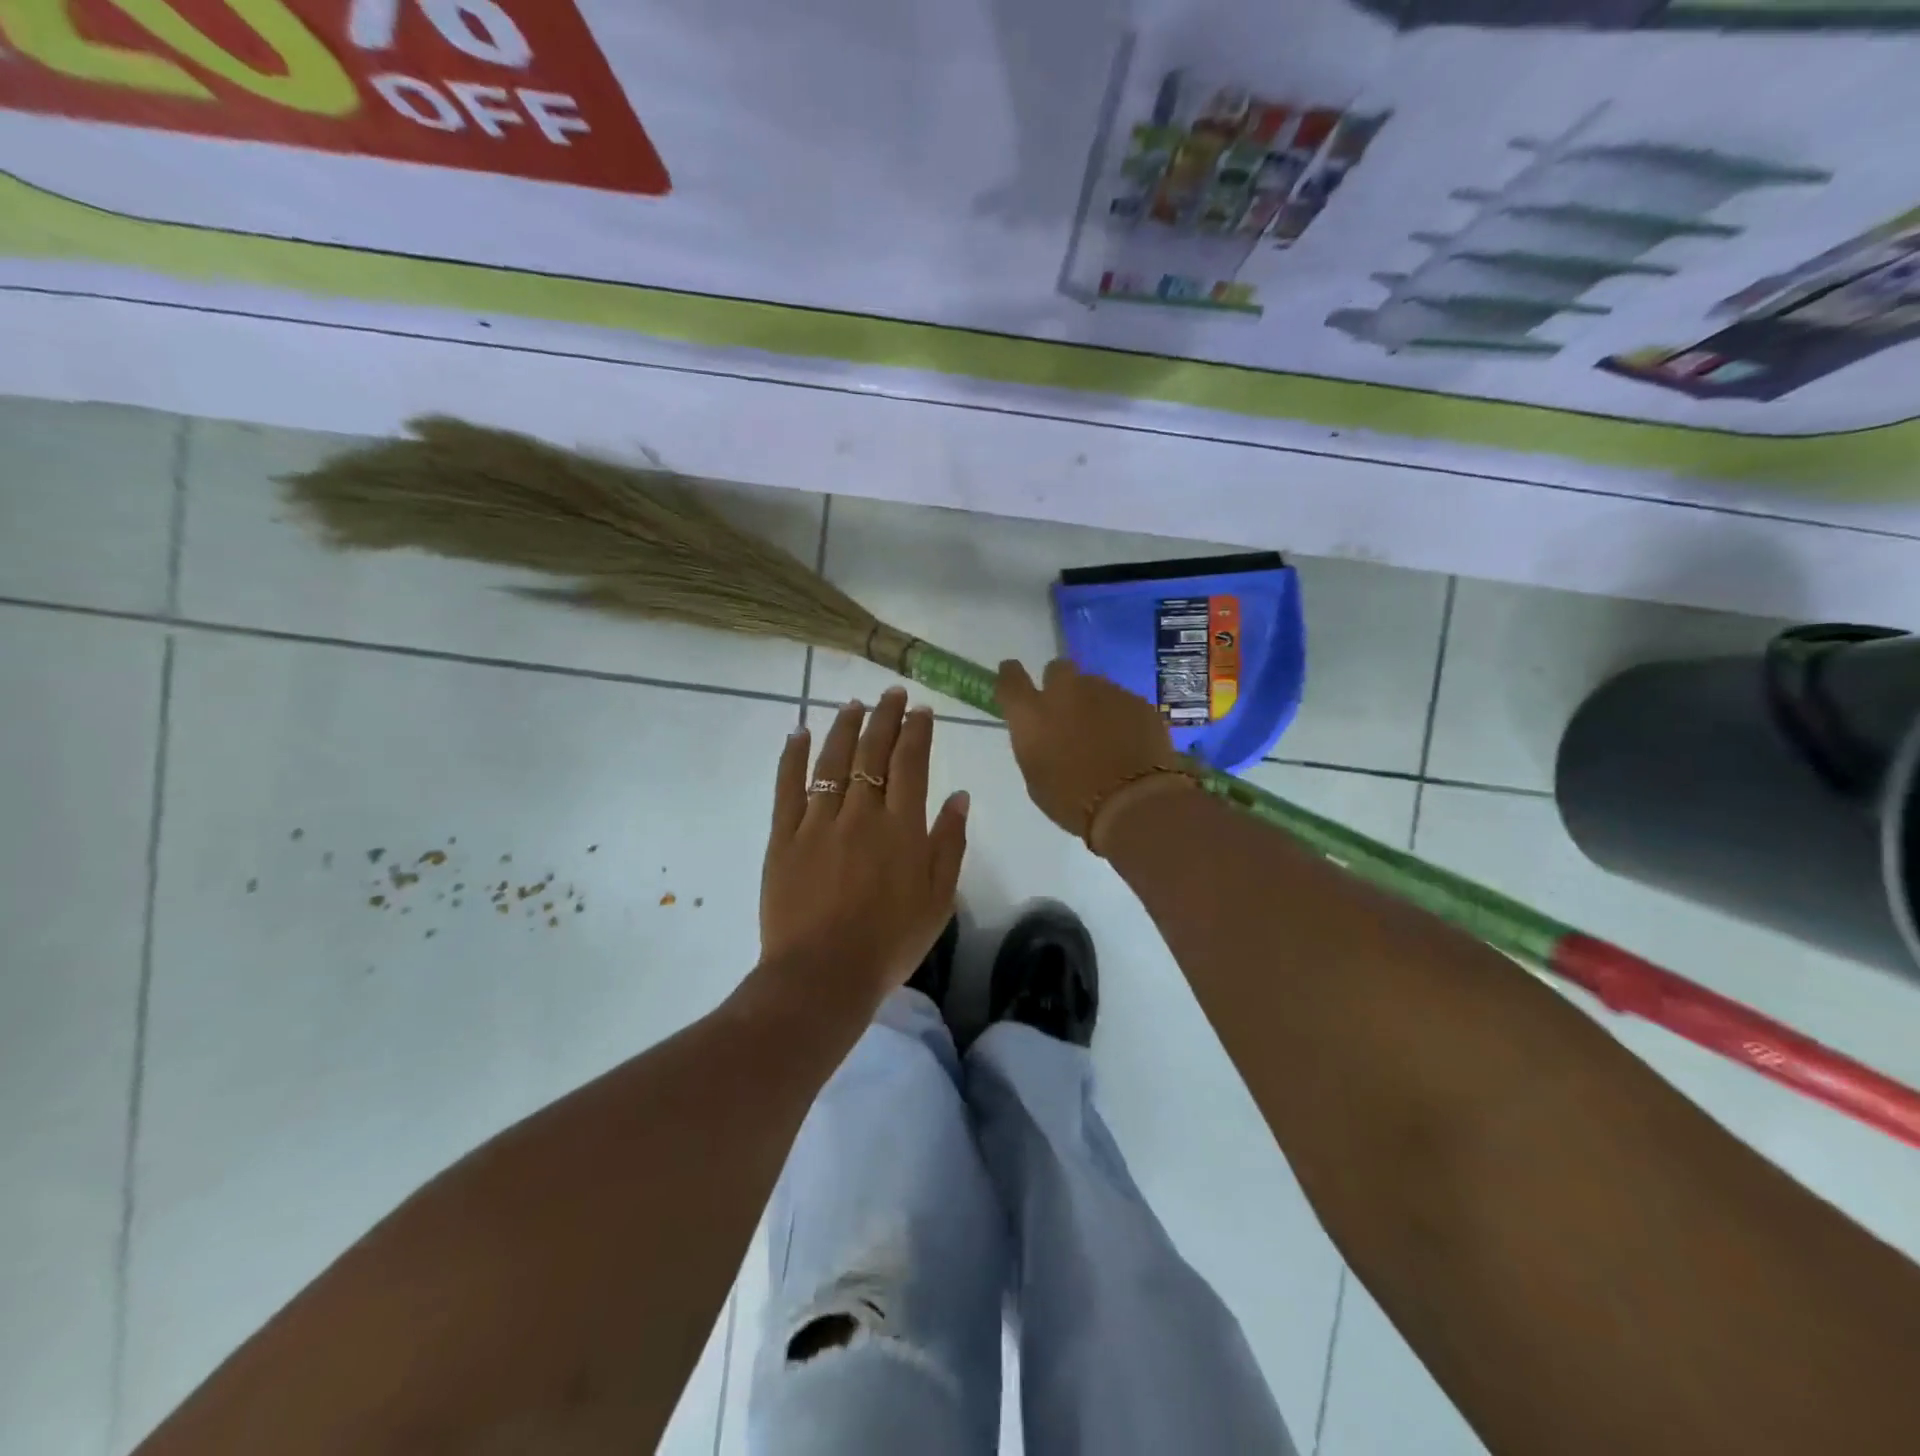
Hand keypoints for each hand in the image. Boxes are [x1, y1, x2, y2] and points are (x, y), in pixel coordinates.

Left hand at [760, 689, 969, 1011]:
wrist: (823, 975)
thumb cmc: (890, 942)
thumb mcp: (938, 899)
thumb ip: (950, 843)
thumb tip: (959, 795)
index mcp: (902, 827)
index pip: (911, 763)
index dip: (917, 731)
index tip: (922, 710)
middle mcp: (861, 813)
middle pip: (872, 752)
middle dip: (885, 717)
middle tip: (892, 694)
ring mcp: (818, 822)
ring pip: (832, 760)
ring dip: (844, 727)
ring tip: (854, 704)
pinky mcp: (783, 837)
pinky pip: (788, 787)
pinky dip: (793, 756)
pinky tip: (800, 732)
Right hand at [997, 658, 1187, 843]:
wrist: (1132, 804)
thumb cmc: (1072, 801)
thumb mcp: (1036, 777)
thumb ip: (1035, 744)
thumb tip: (1044, 733)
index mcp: (1032, 713)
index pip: (1011, 677)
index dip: (1011, 676)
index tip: (1014, 679)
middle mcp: (1065, 692)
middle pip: (1057, 669)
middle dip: (1059, 684)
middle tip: (1066, 712)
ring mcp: (1105, 692)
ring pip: (1094, 685)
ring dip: (1092, 702)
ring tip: (1104, 734)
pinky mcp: (1137, 701)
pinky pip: (1122, 701)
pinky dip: (1121, 716)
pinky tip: (1129, 741)